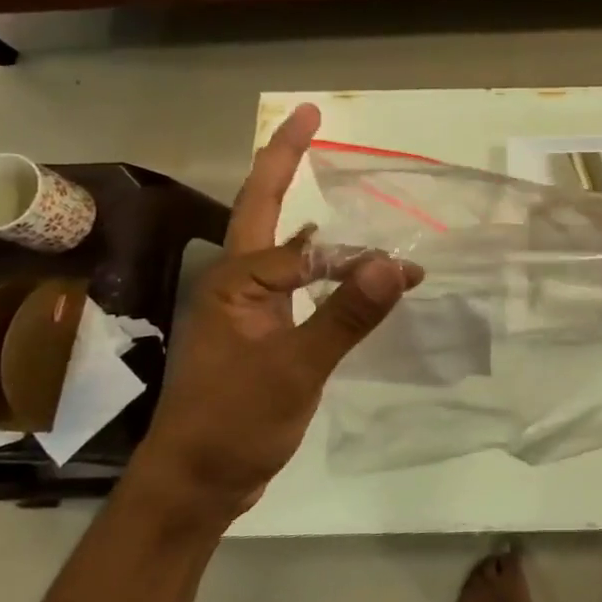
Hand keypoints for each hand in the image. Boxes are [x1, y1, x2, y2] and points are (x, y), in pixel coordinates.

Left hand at [132, 104, 420, 524]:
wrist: (195, 484)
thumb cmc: (234, 423)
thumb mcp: (295, 370)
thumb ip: (345, 314)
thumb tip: (395, 261)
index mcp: (239, 281)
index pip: (310, 250)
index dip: (359, 258)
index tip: (407, 271)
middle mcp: (238, 282)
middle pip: (264, 206)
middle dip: (285, 159)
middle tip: (308, 117)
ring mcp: (247, 307)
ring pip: (280, 242)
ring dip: (298, 204)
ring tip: (317, 168)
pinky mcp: (260, 332)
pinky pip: (294, 280)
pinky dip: (319, 262)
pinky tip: (336, 265)